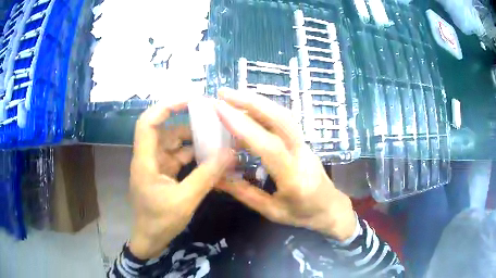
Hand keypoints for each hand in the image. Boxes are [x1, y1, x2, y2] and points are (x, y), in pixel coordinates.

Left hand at [129, 100, 234, 258]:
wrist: (149, 240)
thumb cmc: (160, 222)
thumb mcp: (185, 200)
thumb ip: (207, 176)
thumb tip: (230, 153)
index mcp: (145, 161)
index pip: (148, 122)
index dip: (167, 106)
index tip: (191, 99)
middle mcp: (148, 158)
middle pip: (165, 130)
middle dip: (188, 123)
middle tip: (212, 119)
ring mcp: (155, 166)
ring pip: (173, 144)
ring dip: (193, 141)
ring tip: (217, 138)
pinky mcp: (162, 174)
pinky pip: (178, 157)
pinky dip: (193, 155)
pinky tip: (210, 158)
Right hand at [215, 90, 356, 240]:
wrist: (330, 208)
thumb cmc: (302, 214)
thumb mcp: (270, 211)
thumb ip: (243, 193)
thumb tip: (215, 177)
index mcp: (294, 178)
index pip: (269, 146)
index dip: (244, 126)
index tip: (220, 109)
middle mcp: (302, 155)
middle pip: (281, 119)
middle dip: (251, 102)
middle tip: (224, 93)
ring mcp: (305, 145)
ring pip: (284, 115)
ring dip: (258, 101)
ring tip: (232, 96)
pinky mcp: (303, 141)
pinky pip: (284, 121)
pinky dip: (264, 109)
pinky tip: (248, 108)